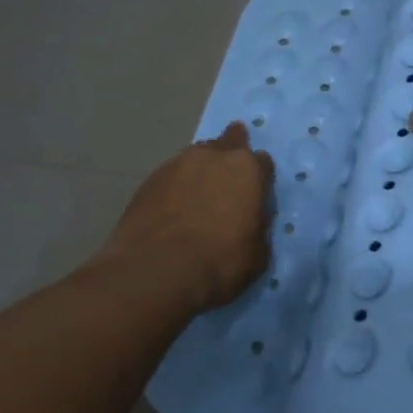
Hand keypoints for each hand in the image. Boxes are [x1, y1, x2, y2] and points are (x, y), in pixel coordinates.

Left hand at [100, 122, 273, 312]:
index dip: (260, 177)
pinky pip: (172, 175)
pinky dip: (177, 186)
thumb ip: (258, 227)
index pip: (262, 161)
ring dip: (202, 169)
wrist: (156, 269)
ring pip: (197, 156)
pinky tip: (174, 207)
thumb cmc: (219, 261)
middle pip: (228, 142)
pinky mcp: (150, 178)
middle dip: (231, 152)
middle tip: (229, 174)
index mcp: (247, 170)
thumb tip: (251, 222)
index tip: (256, 192)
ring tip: (199, 193)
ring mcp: (178, 163)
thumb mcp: (257, 252)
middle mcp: (214, 156)